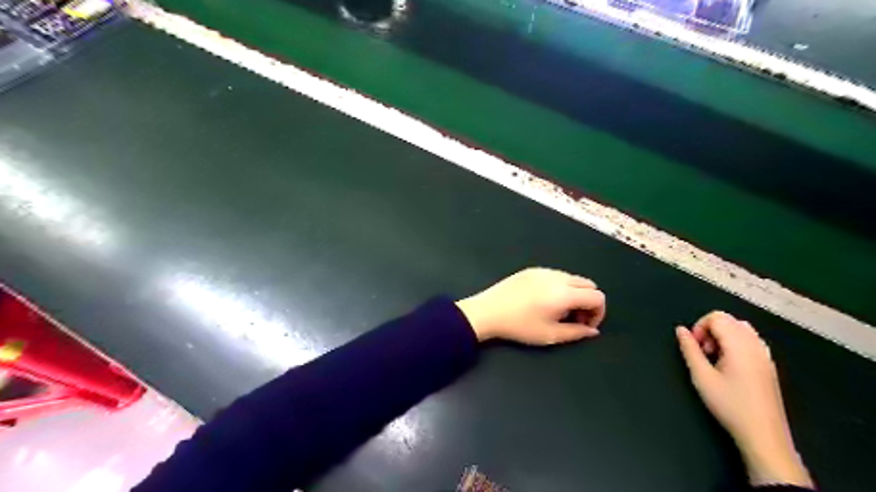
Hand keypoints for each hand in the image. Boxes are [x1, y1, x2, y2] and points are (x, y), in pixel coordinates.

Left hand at [456, 267, 607, 344]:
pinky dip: (560, 286)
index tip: (585, 325)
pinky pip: (556, 275)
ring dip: (575, 294)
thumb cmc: (520, 326)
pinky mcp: (532, 269)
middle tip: (574, 319)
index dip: (598, 313)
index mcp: (565, 293)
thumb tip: (593, 330)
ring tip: (558, 311)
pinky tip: (544, 301)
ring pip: (572, 278)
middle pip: (588, 284)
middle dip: (588, 302)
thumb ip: (576, 333)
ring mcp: (544, 270)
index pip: (597, 296)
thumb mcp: (550, 335)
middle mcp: (558, 277)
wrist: (487, 312)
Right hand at [677, 314, 813, 484]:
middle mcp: (755, 345)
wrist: (763, 435)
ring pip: (741, 329)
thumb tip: (681, 330)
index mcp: (739, 345)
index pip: (717, 317)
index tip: (695, 346)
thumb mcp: (701, 377)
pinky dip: (736, 344)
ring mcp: (765, 355)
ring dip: (723, 336)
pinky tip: (729, 365)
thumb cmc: (729, 405)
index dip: (700, 326)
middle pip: (730, 320)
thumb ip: (689, 349)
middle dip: (711, 330)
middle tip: (703, 352)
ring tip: (715, 358)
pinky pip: (751, 341)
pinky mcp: (769, 365)